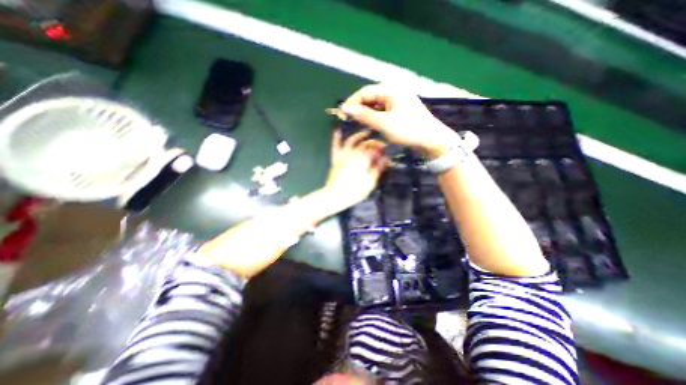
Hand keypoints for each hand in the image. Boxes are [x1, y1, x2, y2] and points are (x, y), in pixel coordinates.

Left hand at [325, 129, 388, 210]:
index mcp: (363, 159)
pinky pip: (335, 146)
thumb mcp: (370, 182)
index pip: (375, 149)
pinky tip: (338, 131)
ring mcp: (343, 155)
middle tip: (380, 145)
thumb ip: (378, 168)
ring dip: (359, 135)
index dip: (382, 149)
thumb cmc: (355, 191)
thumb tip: (386, 159)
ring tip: (366, 132)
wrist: (335, 196)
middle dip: (374, 143)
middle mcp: (353, 153)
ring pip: (351, 140)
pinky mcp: (335, 158)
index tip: (386, 151)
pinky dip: (336, 138)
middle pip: (365, 144)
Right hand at [339, 83, 457, 156]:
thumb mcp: (384, 123)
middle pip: (370, 97)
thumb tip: (347, 110)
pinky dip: (374, 116)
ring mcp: (398, 102)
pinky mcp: (400, 111)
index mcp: (391, 90)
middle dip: (358, 107)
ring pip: (376, 104)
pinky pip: (383, 110)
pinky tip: (369, 122)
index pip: (365, 92)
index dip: (352, 102)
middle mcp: (394, 92)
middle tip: (348, 118)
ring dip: (365, 112)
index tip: (342, 113)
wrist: (432, 140)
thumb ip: (365, 115)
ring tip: (356, 121)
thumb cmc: (408, 130)